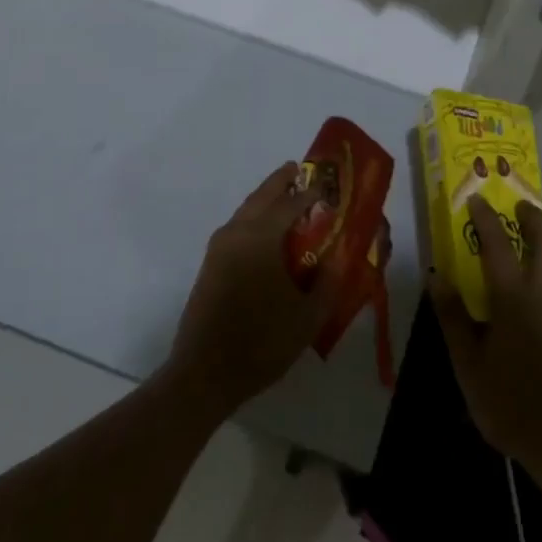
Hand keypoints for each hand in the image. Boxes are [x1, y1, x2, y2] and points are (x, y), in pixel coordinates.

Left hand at [167, 163, 345, 414]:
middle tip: (297, 169)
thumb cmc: (262, 342)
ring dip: (264, 198)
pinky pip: (236, 226)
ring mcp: (219, 248)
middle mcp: (237, 233)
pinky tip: (265, 231)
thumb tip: (337, 258)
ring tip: (284, 196)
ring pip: (245, 209)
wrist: (204, 373)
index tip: (327, 187)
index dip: (310, 193)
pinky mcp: (210, 264)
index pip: (291, 204)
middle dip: (280, 181)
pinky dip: (253, 216)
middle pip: (261, 196)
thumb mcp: (308, 316)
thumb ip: (328, 282)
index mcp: (261, 238)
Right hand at [429, 197, 541, 479]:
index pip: (498, 243)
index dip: (486, 218)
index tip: (477, 199)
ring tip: (541, 240)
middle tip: (520, 207)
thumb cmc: (511, 403)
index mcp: (515, 297)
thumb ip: (454, 317)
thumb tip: (437, 277)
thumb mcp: (468, 364)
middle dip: (532, 218)